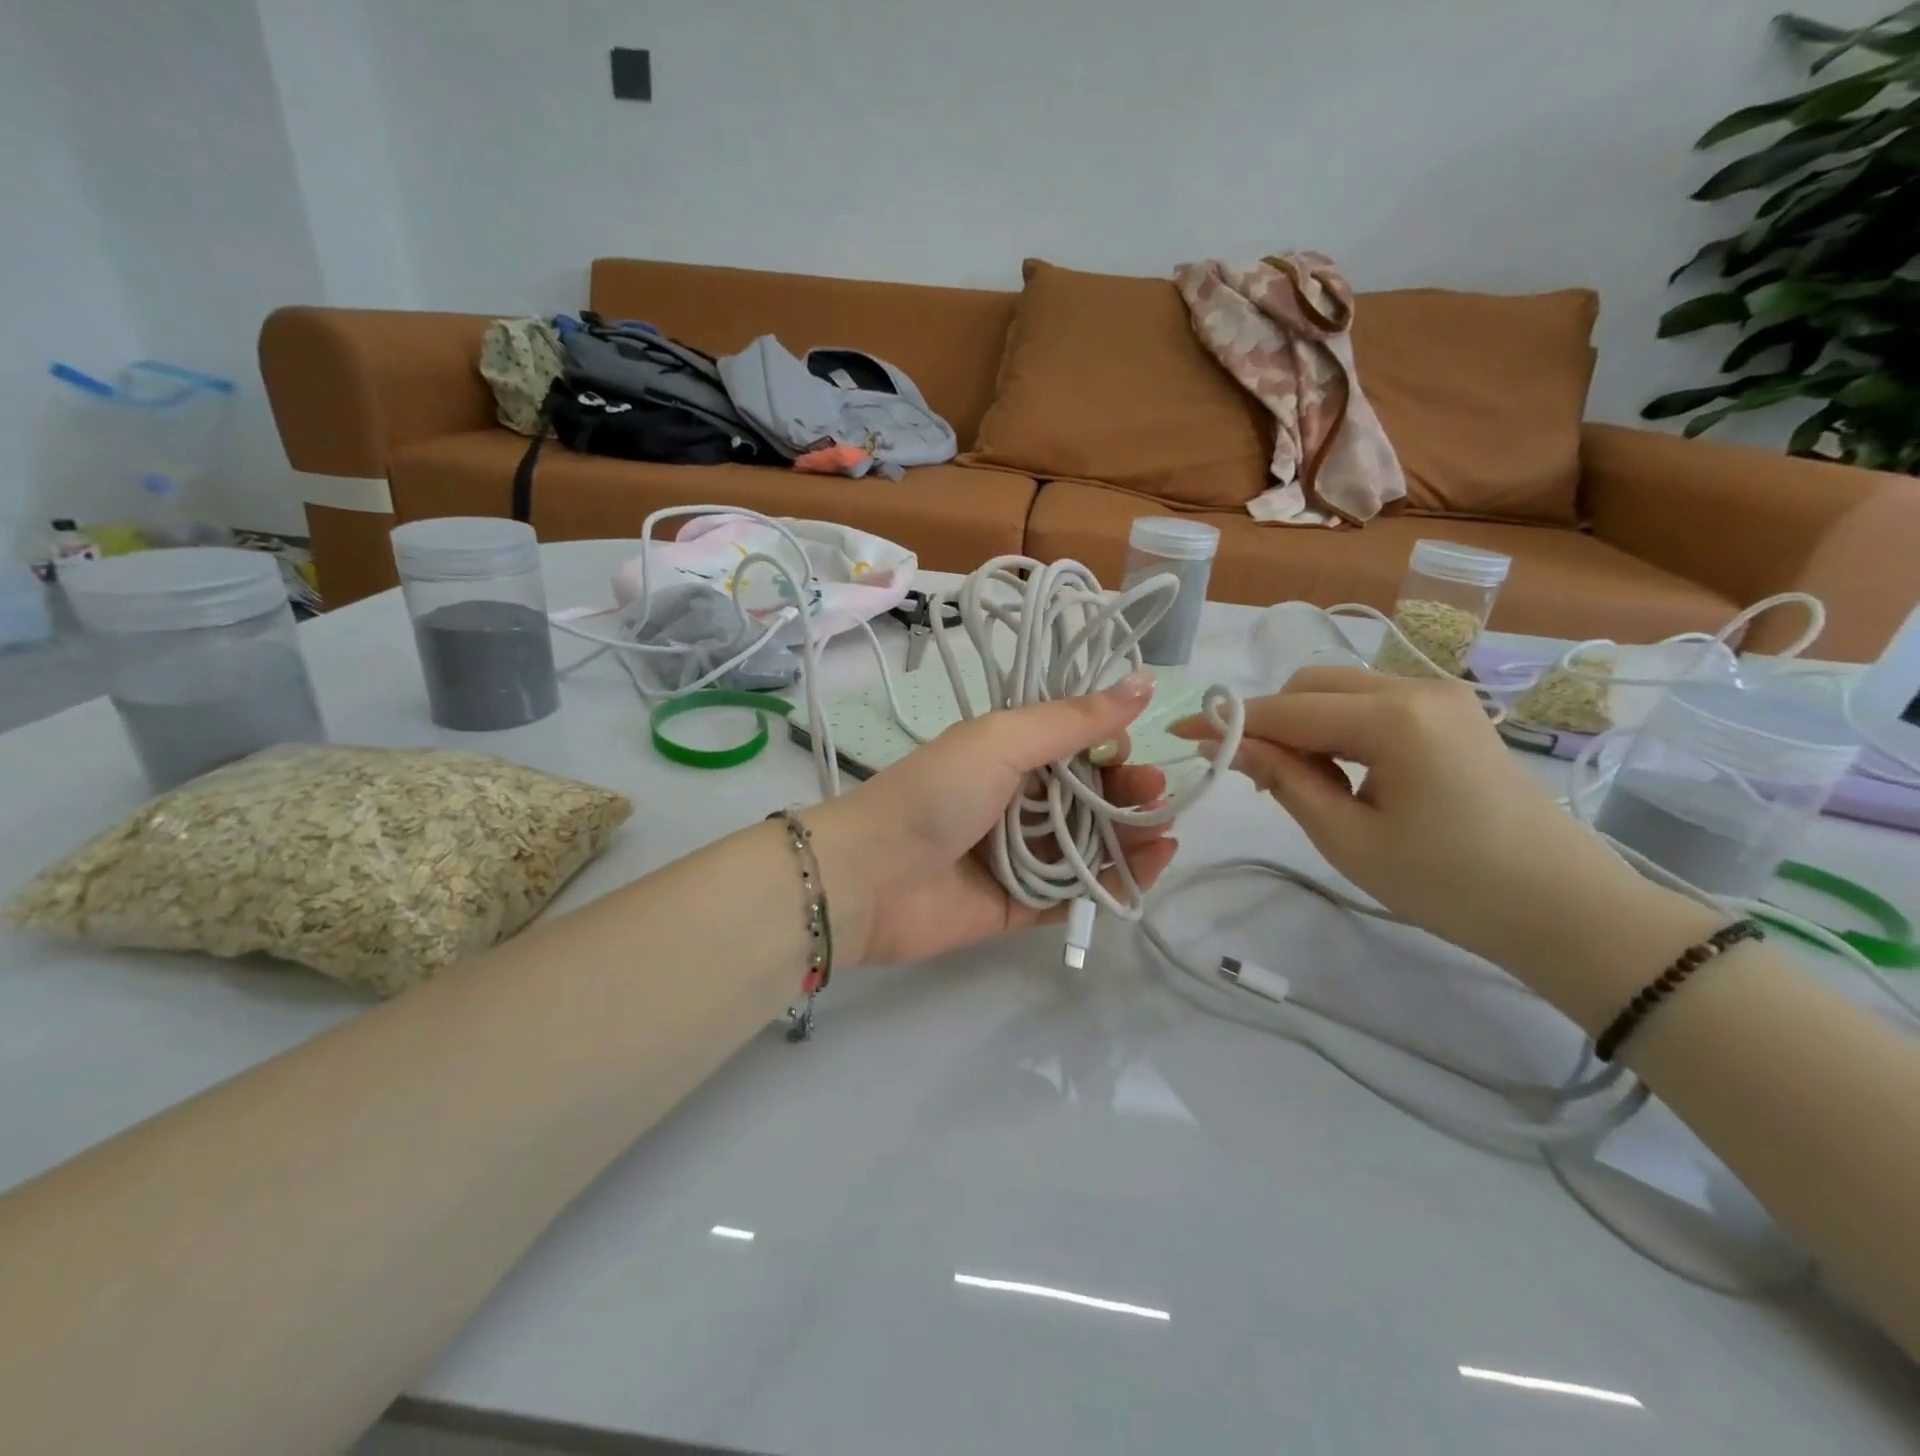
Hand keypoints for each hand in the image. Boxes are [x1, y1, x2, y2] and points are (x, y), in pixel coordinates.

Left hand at [809, 673, 1178, 967]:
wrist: (867, 877)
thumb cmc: (935, 795)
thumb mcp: (1002, 741)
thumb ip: (1073, 720)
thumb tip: (1143, 683)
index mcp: (1007, 756)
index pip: (1075, 748)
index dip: (1110, 748)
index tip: (1135, 752)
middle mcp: (1015, 802)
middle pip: (1087, 798)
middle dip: (1127, 795)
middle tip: (1158, 798)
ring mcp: (1017, 856)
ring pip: (1087, 847)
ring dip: (1129, 839)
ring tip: (1164, 836)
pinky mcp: (1017, 906)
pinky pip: (1073, 894)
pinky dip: (1111, 885)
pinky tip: (1146, 871)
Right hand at [1172, 666, 1684, 988]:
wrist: (1565, 909)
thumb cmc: (1450, 885)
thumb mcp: (1348, 839)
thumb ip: (1284, 780)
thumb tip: (1230, 744)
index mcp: (1393, 719)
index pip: (1287, 709)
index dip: (1229, 720)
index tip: (1181, 732)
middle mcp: (1417, 688)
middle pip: (1312, 683)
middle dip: (1270, 719)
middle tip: (1254, 775)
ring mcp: (1440, 696)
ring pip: (1340, 689)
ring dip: (1303, 723)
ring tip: (1300, 781)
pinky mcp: (1452, 713)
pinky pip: (1371, 703)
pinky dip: (1338, 727)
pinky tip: (1340, 771)